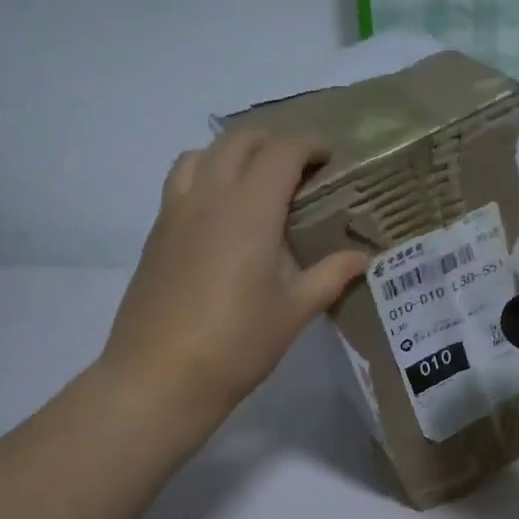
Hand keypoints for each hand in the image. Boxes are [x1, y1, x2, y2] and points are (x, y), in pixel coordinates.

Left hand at [99, 130, 368, 436]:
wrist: (160, 377)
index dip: (308, 145)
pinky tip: (221, 215)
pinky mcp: (156, 234)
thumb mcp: (294, 312)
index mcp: (249, 211)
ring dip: (233, 154)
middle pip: (239, 141)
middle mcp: (209, 197)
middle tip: (300, 169)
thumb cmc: (237, 344)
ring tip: (255, 183)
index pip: (281, 152)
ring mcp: (176, 213)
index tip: (329, 158)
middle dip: (274, 142)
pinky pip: (181, 182)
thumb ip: (330, 276)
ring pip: (202, 154)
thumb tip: (362, 258)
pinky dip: (206, 175)